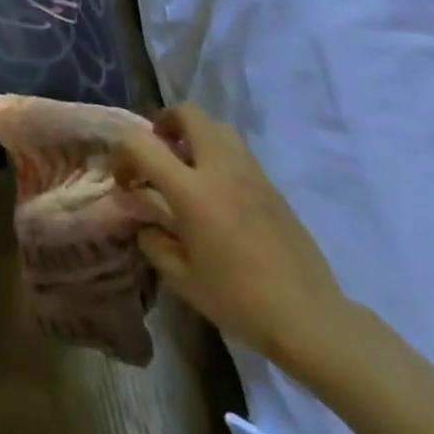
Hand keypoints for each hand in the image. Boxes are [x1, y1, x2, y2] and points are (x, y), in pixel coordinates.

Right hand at [111, 103, 351, 373]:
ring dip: (194, 135)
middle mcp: (221, 169)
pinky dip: (218, 155)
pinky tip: (217, 192)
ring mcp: (252, 173)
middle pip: (188, 113)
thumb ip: (154, 241)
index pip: (141, 143)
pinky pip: (238, 151)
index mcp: (192, 191)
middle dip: (164, 122)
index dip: (122, 153)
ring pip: (217, 126)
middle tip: (158, 152)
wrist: (311, 320)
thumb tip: (144, 222)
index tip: (125, 180)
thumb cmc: (240, 300)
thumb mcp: (182, 278)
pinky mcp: (272, 185)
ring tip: (187, 167)